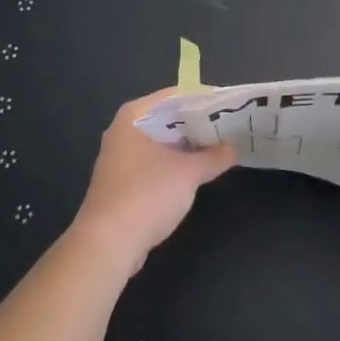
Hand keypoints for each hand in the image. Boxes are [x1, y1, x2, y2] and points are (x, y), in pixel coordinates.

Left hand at [72, 88, 235, 274]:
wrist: (107, 244)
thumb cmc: (147, 195)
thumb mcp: (188, 173)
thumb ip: (213, 157)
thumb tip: (233, 148)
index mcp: (133, 116)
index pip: (174, 96)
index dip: (202, 98)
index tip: (229, 104)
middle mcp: (123, 131)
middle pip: (166, 119)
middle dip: (197, 124)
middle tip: (229, 126)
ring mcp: (120, 158)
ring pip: (161, 143)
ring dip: (187, 146)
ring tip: (219, 147)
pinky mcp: (122, 183)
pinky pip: (154, 163)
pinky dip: (174, 164)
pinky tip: (196, 172)